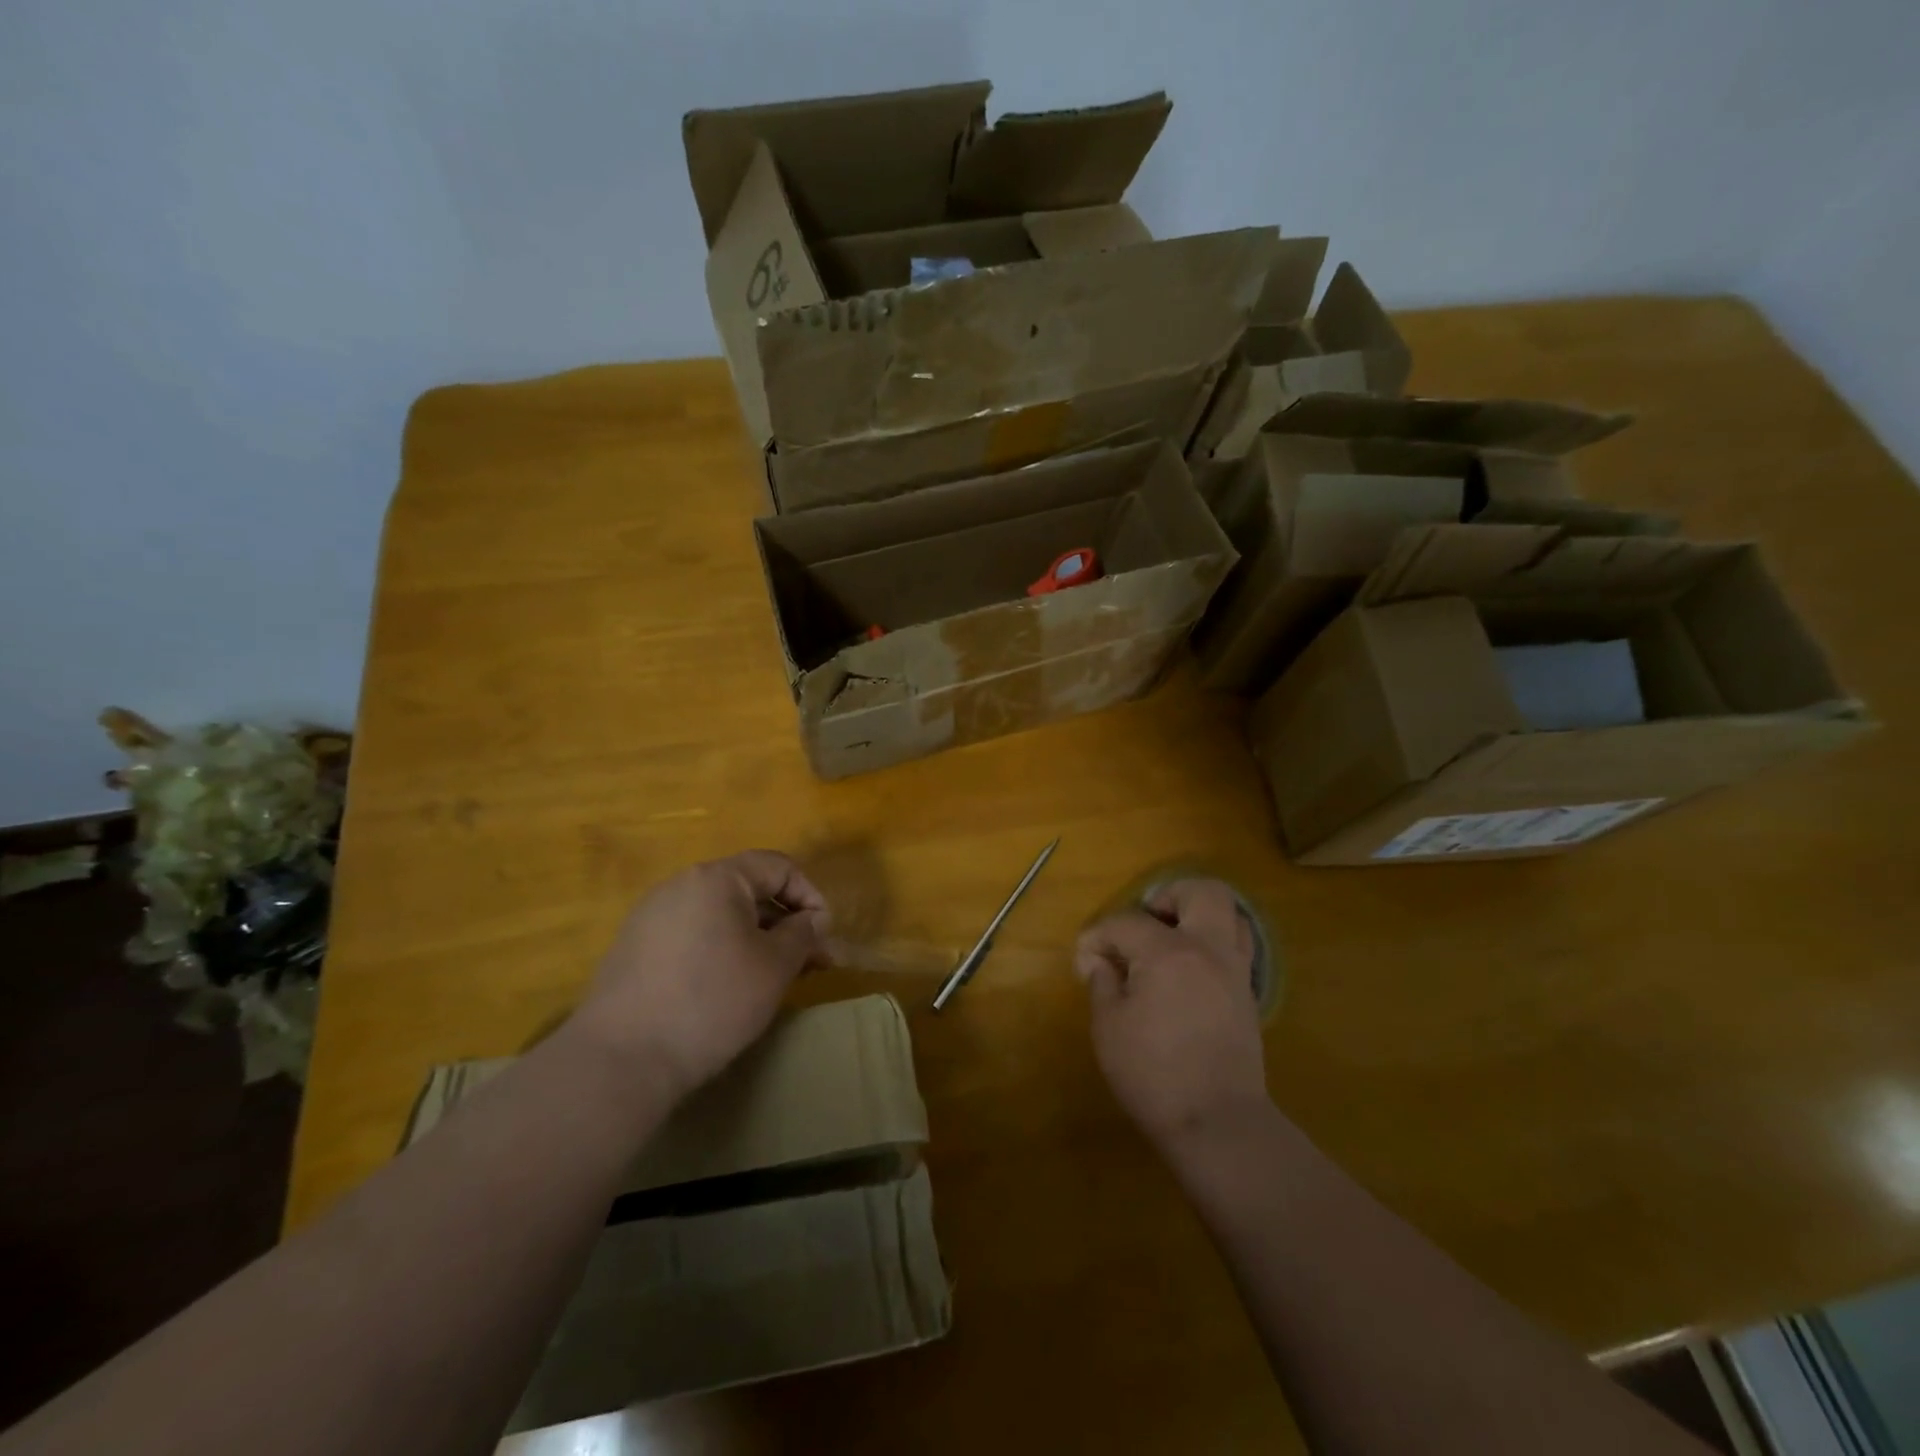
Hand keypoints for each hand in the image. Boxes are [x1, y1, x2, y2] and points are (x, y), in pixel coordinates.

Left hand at [572, 850, 829, 1101]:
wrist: (621, 1058)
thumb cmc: (712, 1001)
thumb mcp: (774, 967)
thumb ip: (802, 934)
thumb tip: (811, 920)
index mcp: (716, 878)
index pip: (779, 867)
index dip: (810, 896)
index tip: (823, 937)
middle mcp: (681, 885)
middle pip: (748, 890)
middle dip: (785, 922)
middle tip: (808, 962)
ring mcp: (651, 916)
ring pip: (720, 915)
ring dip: (755, 938)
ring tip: (771, 978)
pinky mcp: (634, 948)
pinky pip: (692, 935)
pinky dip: (721, 951)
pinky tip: (727, 989)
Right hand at [1075, 879, 1269, 1149]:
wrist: (1218, 1125)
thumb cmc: (1154, 1075)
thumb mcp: (1109, 1028)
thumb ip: (1102, 982)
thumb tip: (1100, 960)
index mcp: (1168, 953)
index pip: (1126, 923)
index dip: (1097, 937)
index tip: (1085, 962)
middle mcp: (1208, 950)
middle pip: (1202, 892)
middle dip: (1169, 896)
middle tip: (1145, 921)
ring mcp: (1235, 972)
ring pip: (1230, 915)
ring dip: (1198, 916)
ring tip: (1170, 940)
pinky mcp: (1248, 995)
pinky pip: (1235, 948)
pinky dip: (1212, 945)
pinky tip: (1188, 972)